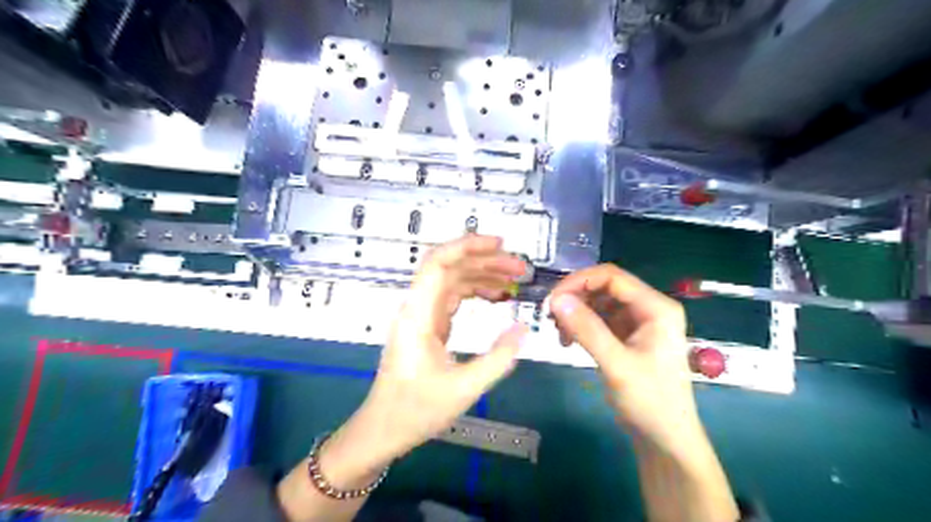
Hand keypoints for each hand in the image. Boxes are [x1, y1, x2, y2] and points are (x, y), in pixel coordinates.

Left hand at [317, 236, 526, 488]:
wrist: (383, 430)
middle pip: (450, 267)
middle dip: (485, 261)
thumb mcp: (464, 389)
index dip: (467, 246)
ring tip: (515, 281)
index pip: (438, 264)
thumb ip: (498, 358)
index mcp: (418, 315)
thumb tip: (523, 328)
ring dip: (483, 275)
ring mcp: (422, 315)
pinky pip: (453, 297)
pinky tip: (497, 297)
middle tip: (520, 269)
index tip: (499, 244)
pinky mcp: (428, 325)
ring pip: (453, 280)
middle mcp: (417, 308)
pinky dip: (476, 292)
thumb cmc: (415, 411)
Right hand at [551, 265, 697, 451]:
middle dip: (576, 298)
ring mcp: (638, 322)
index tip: (552, 300)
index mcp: (656, 307)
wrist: (665, 439)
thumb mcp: (617, 364)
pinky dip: (582, 326)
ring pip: (599, 302)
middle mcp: (649, 307)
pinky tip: (568, 341)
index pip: (612, 277)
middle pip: (605, 287)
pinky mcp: (628, 336)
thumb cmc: (649, 401)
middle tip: (551, 318)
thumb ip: (587, 329)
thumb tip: (556, 299)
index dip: (579, 282)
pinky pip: (600, 319)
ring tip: (559, 333)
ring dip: (576, 312)